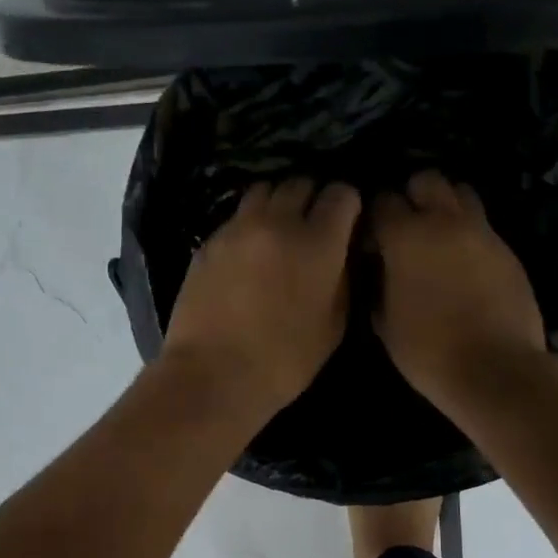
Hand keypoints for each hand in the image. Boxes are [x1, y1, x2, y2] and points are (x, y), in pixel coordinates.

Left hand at [161, 178, 362, 415]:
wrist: (213, 374)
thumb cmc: (284, 361)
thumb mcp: (333, 326)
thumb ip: (343, 278)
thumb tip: (342, 253)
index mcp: (318, 242)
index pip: (341, 194)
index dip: (348, 203)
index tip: (347, 220)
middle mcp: (278, 222)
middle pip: (300, 183)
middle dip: (313, 197)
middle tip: (315, 222)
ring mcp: (238, 228)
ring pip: (264, 190)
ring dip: (279, 201)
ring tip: (281, 226)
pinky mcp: (209, 241)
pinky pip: (237, 216)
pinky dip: (250, 222)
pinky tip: (251, 248)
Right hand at [370, 171, 546, 406]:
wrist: (496, 369)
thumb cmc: (429, 351)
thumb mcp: (385, 323)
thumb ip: (378, 286)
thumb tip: (380, 272)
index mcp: (406, 237)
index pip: (382, 201)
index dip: (373, 219)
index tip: (372, 243)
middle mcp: (444, 222)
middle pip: (426, 180)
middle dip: (412, 196)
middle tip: (407, 228)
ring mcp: (482, 232)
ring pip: (461, 192)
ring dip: (446, 205)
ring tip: (439, 236)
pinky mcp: (507, 249)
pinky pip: (483, 224)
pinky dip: (469, 232)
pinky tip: (464, 262)